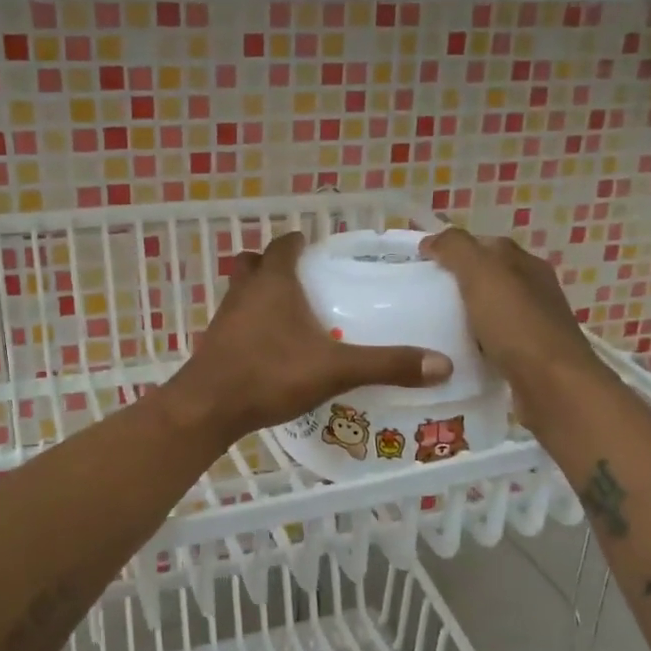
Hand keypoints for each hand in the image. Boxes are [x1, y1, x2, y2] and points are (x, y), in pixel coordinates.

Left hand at [162, 233, 451, 443]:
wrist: (208, 408)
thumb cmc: (270, 374)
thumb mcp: (335, 369)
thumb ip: (386, 364)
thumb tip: (442, 364)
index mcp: (273, 283)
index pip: (284, 245)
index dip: (299, 242)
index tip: (318, 250)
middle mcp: (245, 292)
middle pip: (254, 263)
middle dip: (274, 265)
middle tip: (303, 282)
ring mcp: (224, 318)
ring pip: (241, 292)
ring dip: (260, 295)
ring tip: (290, 316)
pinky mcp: (214, 344)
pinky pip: (235, 322)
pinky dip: (251, 326)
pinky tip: (270, 350)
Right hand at [421, 228, 606, 428]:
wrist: (553, 387)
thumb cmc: (516, 324)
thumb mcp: (482, 274)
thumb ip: (456, 249)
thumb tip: (433, 239)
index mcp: (526, 264)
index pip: (485, 244)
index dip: (454, 249)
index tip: (422, 264)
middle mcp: (534, 290)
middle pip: (488, 278)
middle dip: (457, 283)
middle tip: (421, 297)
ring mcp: (534, 325)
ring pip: (490, 311)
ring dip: (465, 316)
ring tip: (431, 327)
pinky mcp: (529, 358)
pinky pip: (493, 342)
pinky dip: (474, 344)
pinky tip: (455, 354)